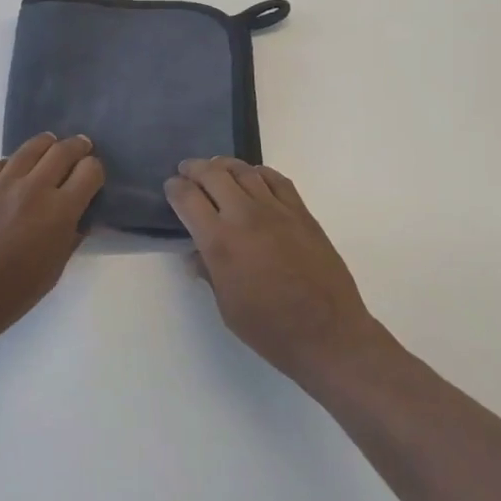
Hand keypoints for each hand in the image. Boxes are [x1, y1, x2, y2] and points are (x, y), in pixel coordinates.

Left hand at [0, 133, 103, 356]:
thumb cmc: (11, 295)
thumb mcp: (54, 270)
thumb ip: (70, 237)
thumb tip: (79, 217)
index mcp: (59, 211)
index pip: (90, 170)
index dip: (95, 170)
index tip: (93, 176)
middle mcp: (33, 188)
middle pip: (63, 150)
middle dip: (77, 147)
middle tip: (81, 149)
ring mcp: (1, 183)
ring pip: (31, 147)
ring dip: (47, 145)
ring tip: (50, 148)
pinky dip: (10, 164)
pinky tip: (10, 176)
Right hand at [166, 158, 382, 387]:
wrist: (329, 334)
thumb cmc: (270, 329)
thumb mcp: (226, 307)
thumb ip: (209, 272)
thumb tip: (196, 254)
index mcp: (220, 242)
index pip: (188, 199)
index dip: (174, 188)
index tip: (171, 187)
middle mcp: (245, 216)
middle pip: (213, 175)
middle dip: (194, 169)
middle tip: (187, 170)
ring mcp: (276, 210)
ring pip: (244, 171)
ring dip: (224, 166)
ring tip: (216, 168)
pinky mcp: (301, 212)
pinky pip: (276, 180)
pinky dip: (259, 172)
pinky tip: (253, 177)